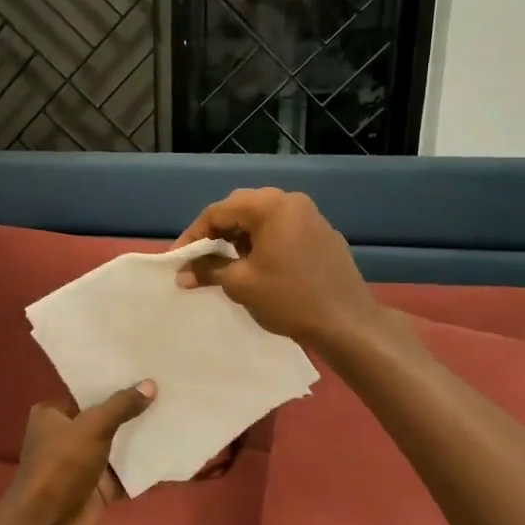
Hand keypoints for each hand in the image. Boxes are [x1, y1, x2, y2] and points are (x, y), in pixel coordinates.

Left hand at [5, 382, 155, 524]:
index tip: (144, 372)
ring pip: (117, 445)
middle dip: (132, 410)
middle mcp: (65, 436)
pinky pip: (125, 471)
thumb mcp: (93, 427)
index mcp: (52, 414)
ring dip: (140, 437)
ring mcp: (83, 462)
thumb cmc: (62, 464)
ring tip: (174, 414)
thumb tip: (150, 384)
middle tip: (167, 391)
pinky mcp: (98, 486)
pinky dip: (143, 465)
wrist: (49, 523)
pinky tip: (170, 450)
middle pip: (104, 418)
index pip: (86, 392)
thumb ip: (121, 406)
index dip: (113, 383)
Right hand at [172, 188, 380, 347]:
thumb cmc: (288, 298)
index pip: (219, 211)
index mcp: (271, 206)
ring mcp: (312, 218)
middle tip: (198, 259)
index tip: (177, 259)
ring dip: (240, 239)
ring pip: (263, 220)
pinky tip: (257, 268)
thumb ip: (208, 270)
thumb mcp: (240, 283)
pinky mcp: (323, 236)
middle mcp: (292, 202)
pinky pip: (283, 232)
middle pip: (241, 210)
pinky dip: (263, 244)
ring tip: (224, 265)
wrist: (347, 322)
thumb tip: (182, 272)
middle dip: (216, 234)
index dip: (193, 235)